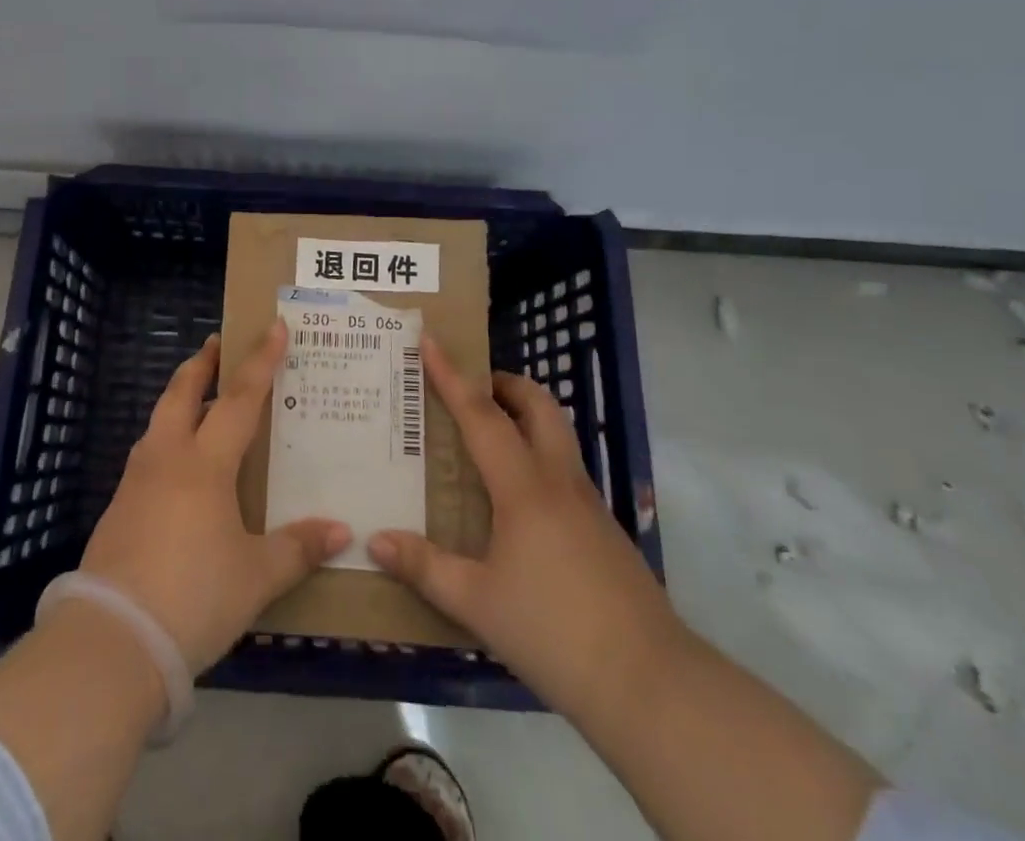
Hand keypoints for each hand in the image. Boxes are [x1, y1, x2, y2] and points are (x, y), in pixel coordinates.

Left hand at [78, 322, 351, 672]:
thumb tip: (342, 531)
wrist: (111, 641)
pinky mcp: (118, 508)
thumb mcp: (255, 577)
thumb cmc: (193, 597)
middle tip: (218, 343)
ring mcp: (136, 481)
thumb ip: (297, 549)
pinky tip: (180, 466)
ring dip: (181, 399)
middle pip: (183, 392)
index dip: (260, 361)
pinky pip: (149, 454)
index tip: (274, 327)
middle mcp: (167, 458)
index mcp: (205, 463)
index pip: (239, 398)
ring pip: (160, 420)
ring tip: (201, 400)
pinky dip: (168, 438)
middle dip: (202, 364)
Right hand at [369, 335, 678, 713]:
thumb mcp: (477, 603)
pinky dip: (537, 457)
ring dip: (525, 416)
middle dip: (504, 383)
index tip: (430, 340)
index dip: (452, 375)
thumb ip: (424, 567)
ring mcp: (589, 503)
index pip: (481, 414)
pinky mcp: (605, 529)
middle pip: (538, 405)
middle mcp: (558, 480)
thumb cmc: (553, 632)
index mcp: (523, 487)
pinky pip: (565, 470)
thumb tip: (374, 539)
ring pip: (557, 434)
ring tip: (488, 437)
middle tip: (470, 389)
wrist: (650, 684)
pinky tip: (518, 499)